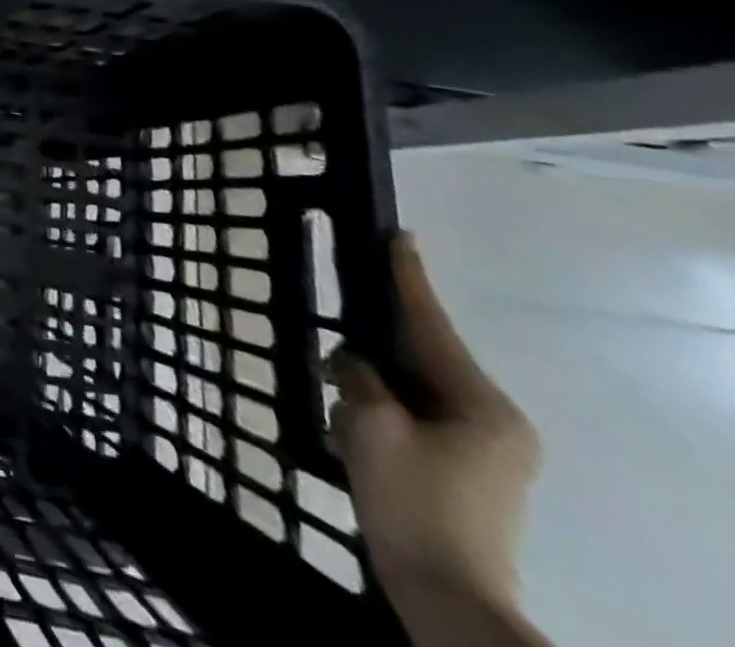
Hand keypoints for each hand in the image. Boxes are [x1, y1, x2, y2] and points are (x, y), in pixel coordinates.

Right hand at [331, 235, 539, 615]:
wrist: (445, 596)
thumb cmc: (411, 500)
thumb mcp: (369, 424)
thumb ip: (358, 375)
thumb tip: (353, 362)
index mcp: (481, 405)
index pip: (431, 324)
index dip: (407, 278)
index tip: (399, 236)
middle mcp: (495, 422)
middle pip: (421, 359)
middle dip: (374, 350)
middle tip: (338, 341)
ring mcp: (488, 452)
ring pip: (414, 391)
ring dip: (373, 390)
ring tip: (340, 408)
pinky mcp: (470, 474)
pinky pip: (418, 420)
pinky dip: (384, 417)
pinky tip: (355, 433)